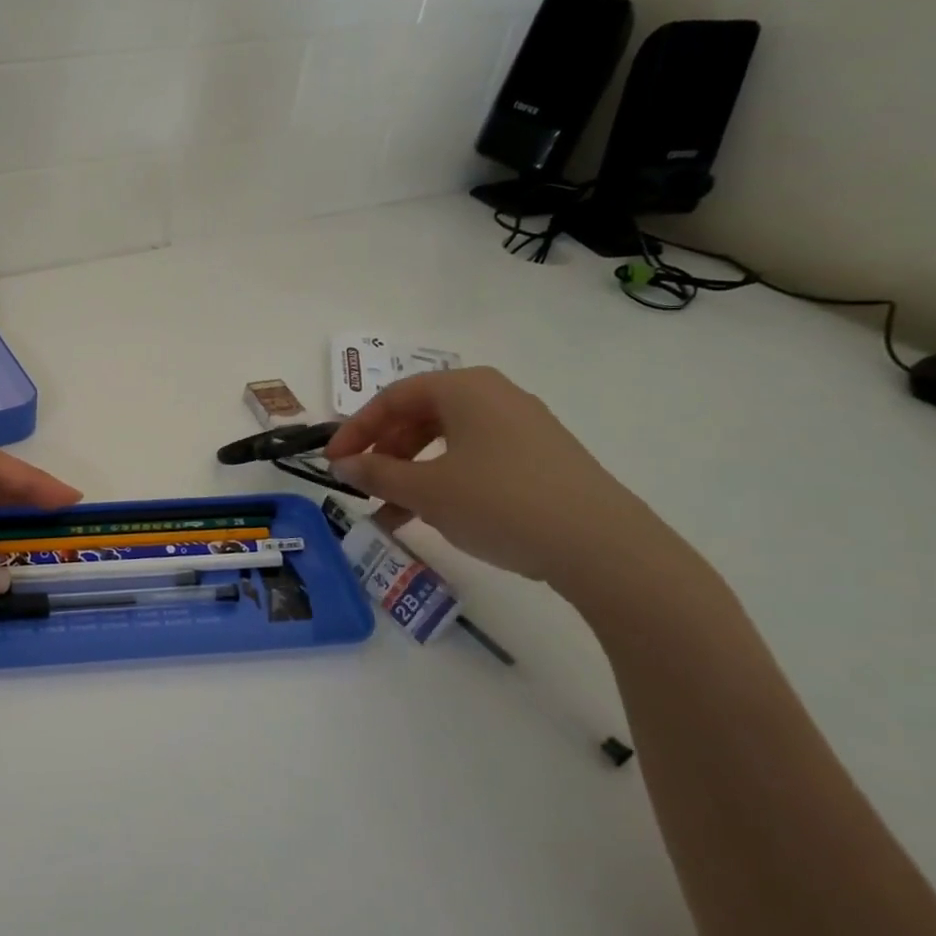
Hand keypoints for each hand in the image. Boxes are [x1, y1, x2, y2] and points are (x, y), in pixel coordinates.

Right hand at [324, 367, 673, 588]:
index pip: (392, 398)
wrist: (603, 547)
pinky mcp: (542, 457)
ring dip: (411, 471)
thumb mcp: (426, 490)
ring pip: (446, 441)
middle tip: (362, 483)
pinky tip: (433, 515)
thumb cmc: (500, 502)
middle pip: (420, 416)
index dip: (355, 429)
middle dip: (384, 451)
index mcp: (464, 388)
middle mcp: (494, 396)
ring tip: (391, 510)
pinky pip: (475, 458)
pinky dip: (444, 480)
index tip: (333, 461)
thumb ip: (377, 473)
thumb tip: (343, 464)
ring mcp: (523, 426)